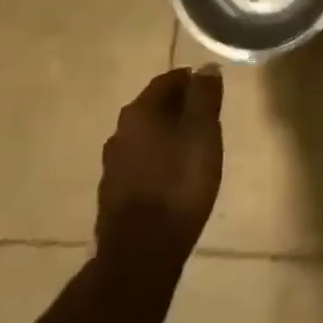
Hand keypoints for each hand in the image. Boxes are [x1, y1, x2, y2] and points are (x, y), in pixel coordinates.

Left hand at [96, 66, 223, 270]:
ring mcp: (112, 166)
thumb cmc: (178, 184)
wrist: (140, 255)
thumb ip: (204, 97)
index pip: (167, 80)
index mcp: (139, 111)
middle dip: (179, 109)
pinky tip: (173, 179)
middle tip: (205, 119)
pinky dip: (157, 163)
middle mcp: (120, 132)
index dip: (191, 81)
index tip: (210, 90)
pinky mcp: (112, 196)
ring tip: (192, 149)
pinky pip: (140, 166)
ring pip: (145, 138)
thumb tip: (206, 67)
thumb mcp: (202, 133)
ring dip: (167, 137)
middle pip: (154, 108)